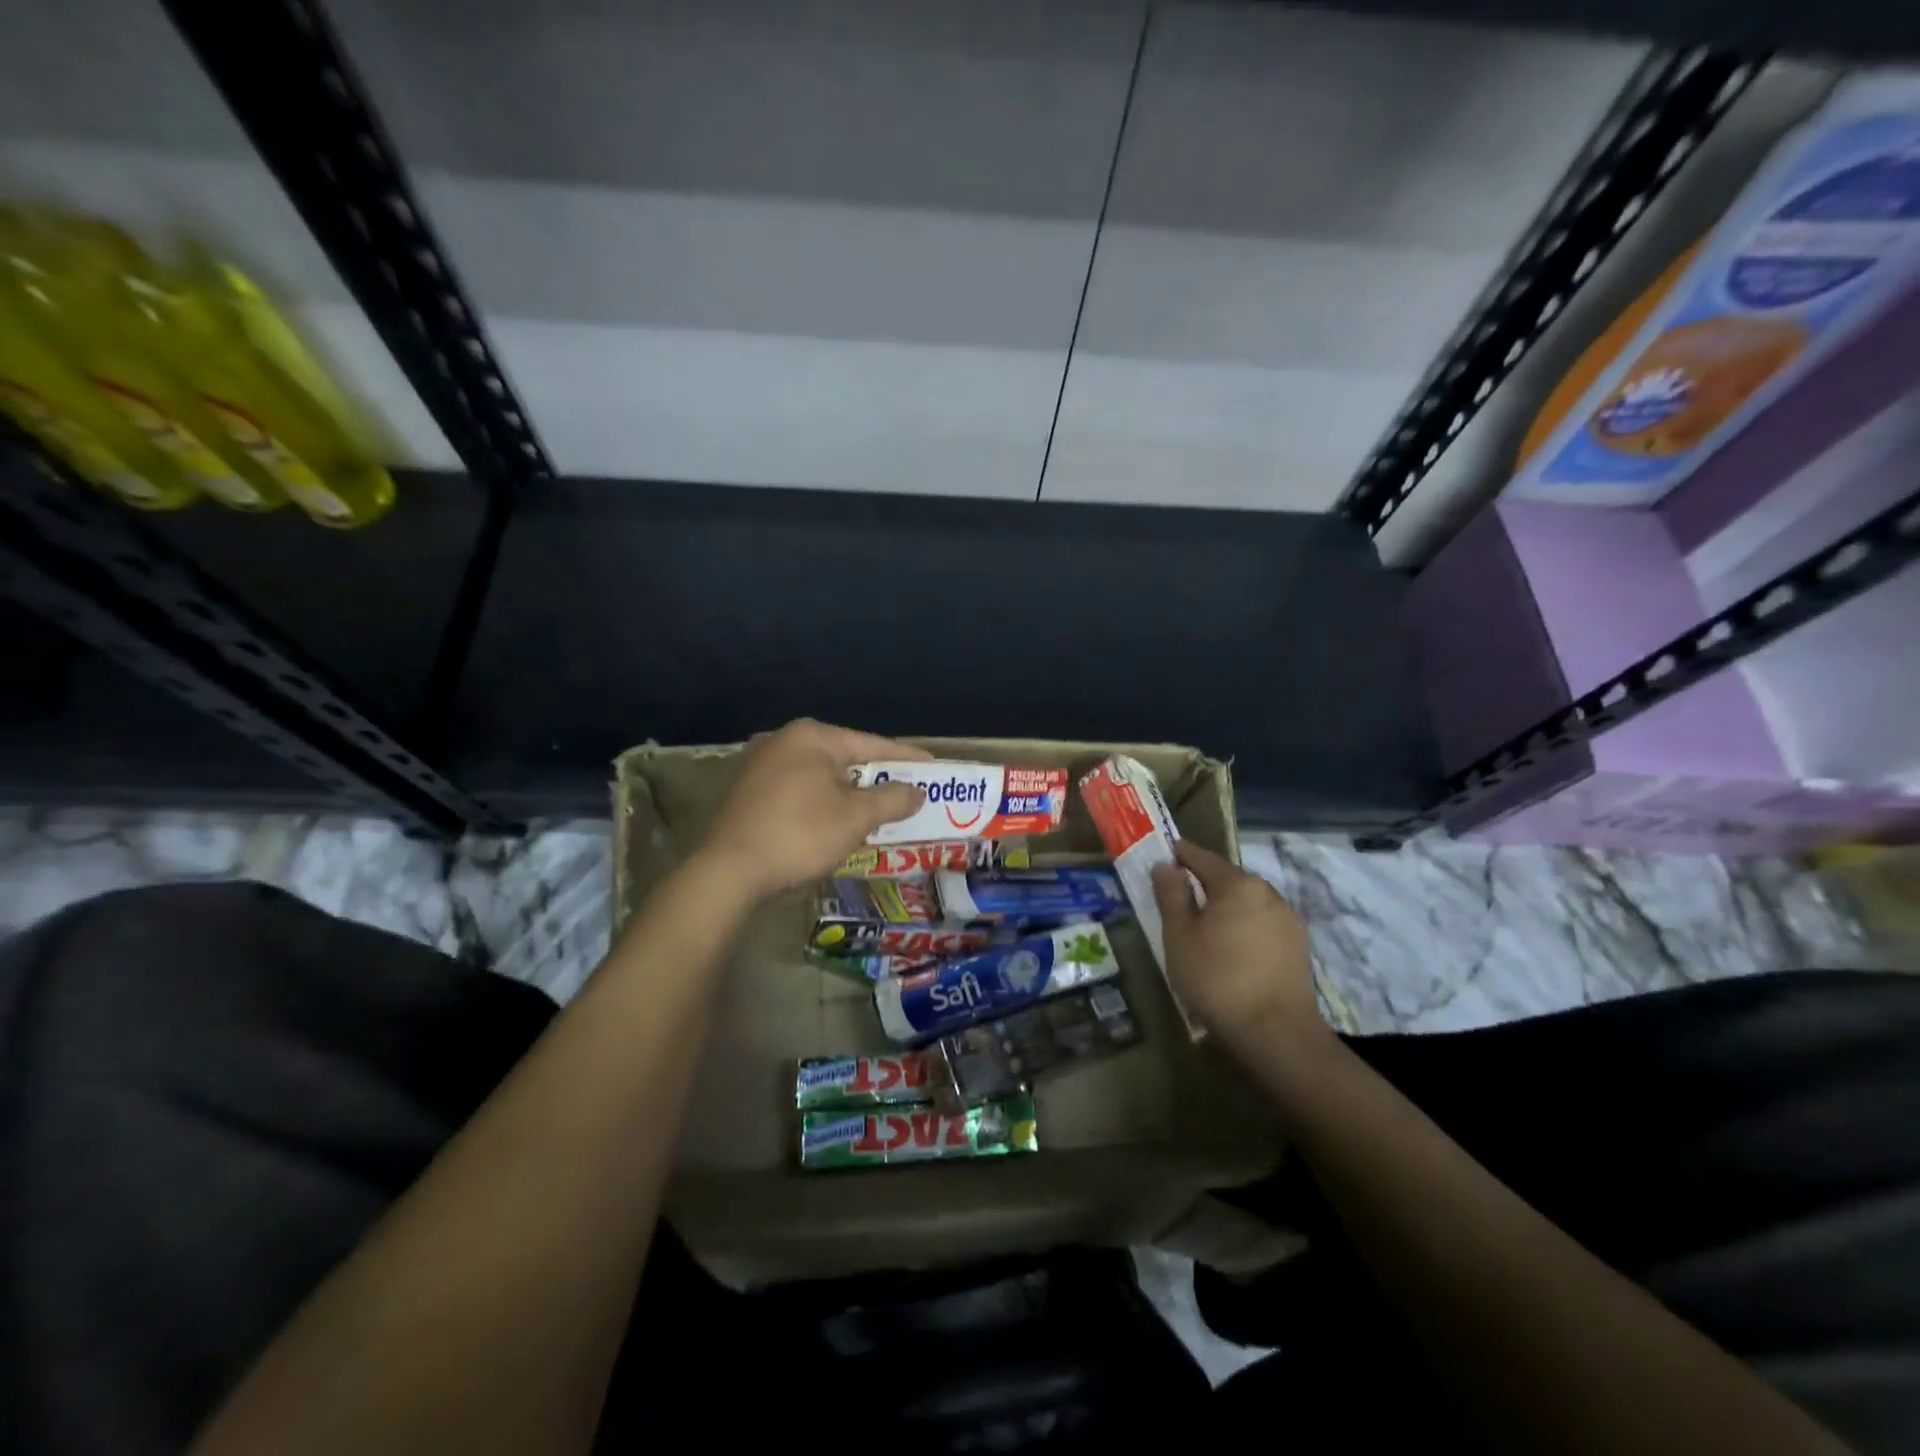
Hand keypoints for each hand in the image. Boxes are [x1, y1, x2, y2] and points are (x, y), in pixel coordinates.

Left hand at [696, 719, 928, 902]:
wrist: (728, 873)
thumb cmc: (799, 835)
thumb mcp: (855, 818)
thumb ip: (891, 799)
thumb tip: (916, 792)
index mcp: (811, 736)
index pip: (871, 744)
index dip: (906, 759)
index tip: (933, 768)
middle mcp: (783, 740)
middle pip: (845, 758)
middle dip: (877, 777)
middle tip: (909, 792)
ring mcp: (760, 765)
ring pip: (821, 775)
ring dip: (850, 792)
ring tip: (880, 808)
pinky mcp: (748, 791)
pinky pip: (799, 790)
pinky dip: (823, 801)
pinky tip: (837, 819)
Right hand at [1151, 841, 1328, 1056]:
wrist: (1276, 1034)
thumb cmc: (1217, 979)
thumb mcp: (1179, 936)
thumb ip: (1171, 895)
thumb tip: (1165, 865)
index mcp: (1238, 884)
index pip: (1202, 857)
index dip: (1179, 854)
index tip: (1163, 854)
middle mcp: (1268, 893)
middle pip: (1228, 880)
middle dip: (1203, 884)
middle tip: (1177, 898)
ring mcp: (1288, 920)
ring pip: (1247, 904)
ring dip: (1225, 909)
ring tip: (1203, 929)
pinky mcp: (1298, 948)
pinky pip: (1261, 926)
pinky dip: (1243, 929)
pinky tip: (1231, 951)